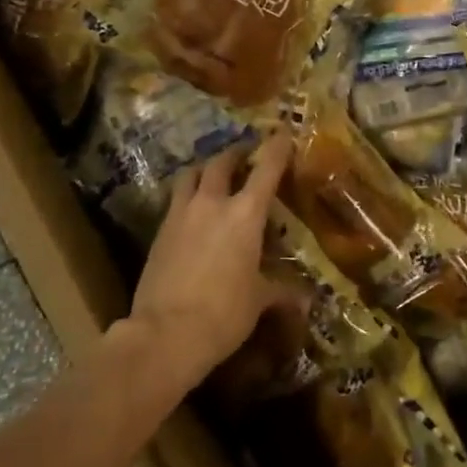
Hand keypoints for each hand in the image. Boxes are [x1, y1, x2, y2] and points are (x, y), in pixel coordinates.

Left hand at [124, 132, 294, 389]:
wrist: (165, 334)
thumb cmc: (224, 314)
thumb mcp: (258, 302)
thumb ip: (281, 292)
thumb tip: (306, 300)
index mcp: (245, 214)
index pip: (265, 169)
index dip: (276, 147)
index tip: (283, 132)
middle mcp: (212, 204)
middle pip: (221, 162)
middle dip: (235, 153)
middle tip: (244, 154)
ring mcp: (180, 214)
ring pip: (191, 174)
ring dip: (205, 169)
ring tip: (213, 175)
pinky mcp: (159, 232)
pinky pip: (175, 201)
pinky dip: (187, 197)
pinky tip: (193, 213)